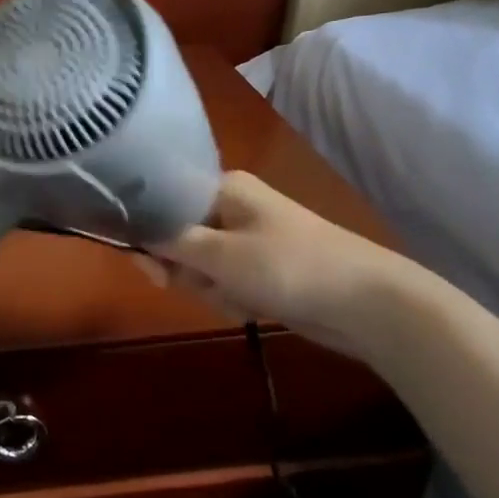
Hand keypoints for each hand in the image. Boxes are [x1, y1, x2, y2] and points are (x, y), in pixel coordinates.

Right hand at [142, 170, 406, 355]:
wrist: (367, 303)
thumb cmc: (288, 266)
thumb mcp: (219, 254)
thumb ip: (169, 244)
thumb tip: (131, 234)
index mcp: (222, 188)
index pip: (163, 204)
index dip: (150, 236)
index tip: (153, 269)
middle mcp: (231, 208)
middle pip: (178, 239)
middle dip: (187, 271)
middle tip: (208, 285)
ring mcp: (248, 240)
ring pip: (200, 267)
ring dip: (212, 290)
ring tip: (241, 298)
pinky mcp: (261, 270)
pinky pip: (225, 283)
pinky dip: (232, 299)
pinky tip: (253, 308)